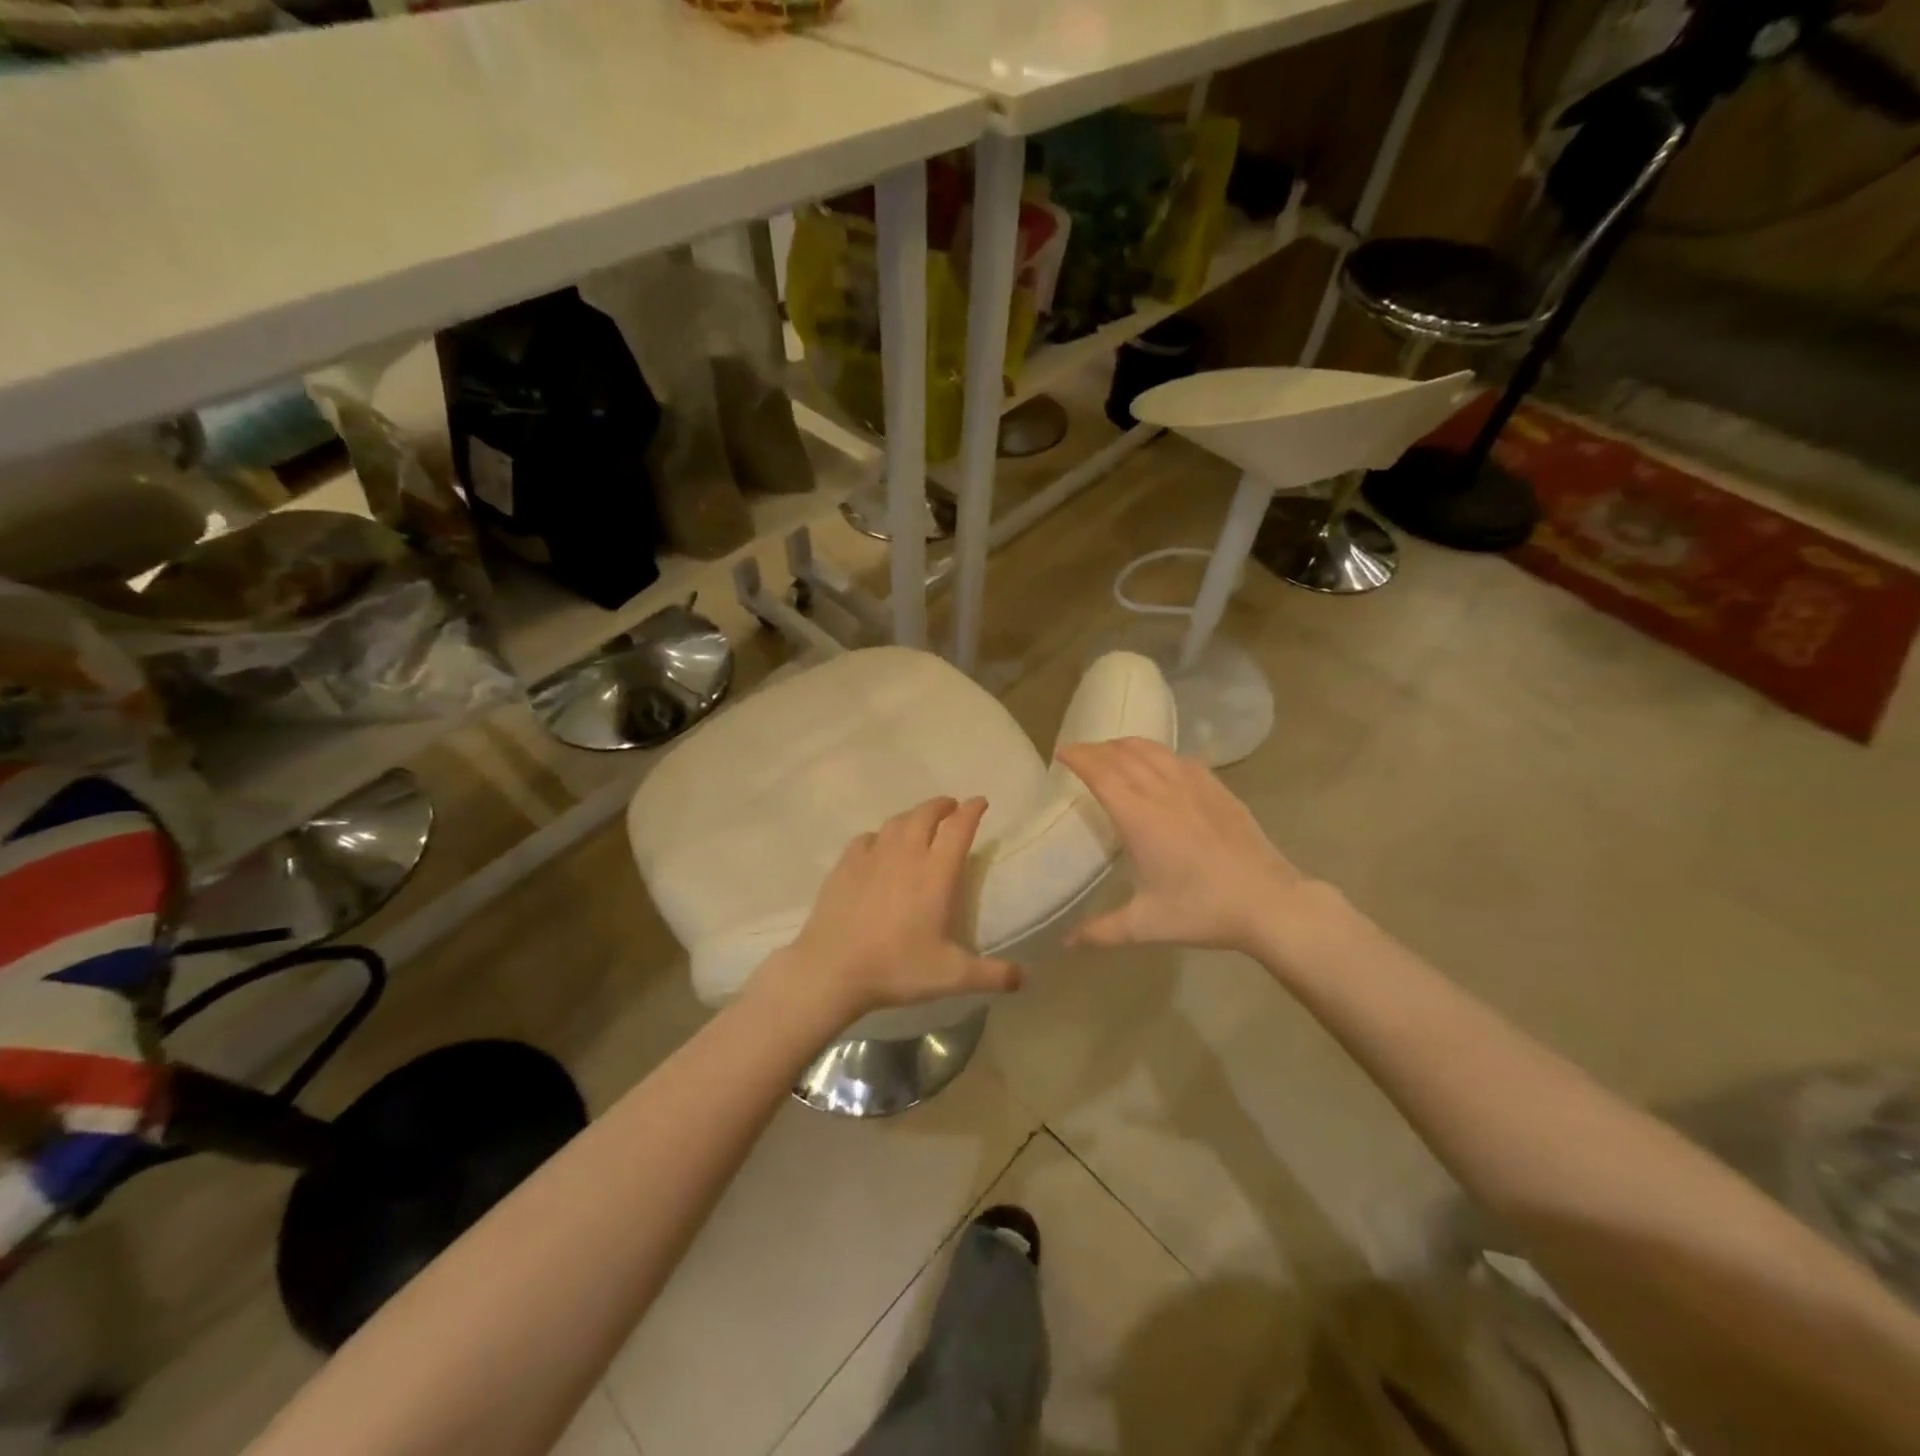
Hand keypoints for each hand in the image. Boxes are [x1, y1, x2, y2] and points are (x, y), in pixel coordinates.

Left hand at [768, 797, 1021, 1021]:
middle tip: (951, 807)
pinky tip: (879, 845)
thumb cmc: (897, 968)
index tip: (980, 802)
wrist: (832, 969)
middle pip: (926, 814)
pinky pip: (867, 838)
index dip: (972, 810)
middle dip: (942, 805)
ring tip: (920, 821)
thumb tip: (1025, 978)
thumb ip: (992, 975)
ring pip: (896, 822)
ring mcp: (872, 856)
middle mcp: (906, 854)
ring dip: (913, 815)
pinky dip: (880, 836)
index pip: (959, 828)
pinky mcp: (845, 865)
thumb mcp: (952, 977)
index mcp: (936, 873)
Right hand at [1057, 738, 1305, 954]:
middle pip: (1123, 755)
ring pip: (1154, 750)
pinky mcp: (1219, 790)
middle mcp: (1163, 791)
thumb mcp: (1146, 924)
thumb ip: (1102, 931)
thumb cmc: (1203, 910)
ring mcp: (1195, 786)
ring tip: (1113, 750)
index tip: (1061, 751)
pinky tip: (1161, 763)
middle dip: (1097, 748)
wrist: (1269, 902)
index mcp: (1139, 817)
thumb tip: (1067, 943)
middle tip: (1080, 752)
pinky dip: (1160, 754)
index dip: (1078, 757)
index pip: (1101, 773)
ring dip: (1127, 745)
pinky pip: (1182, 759)